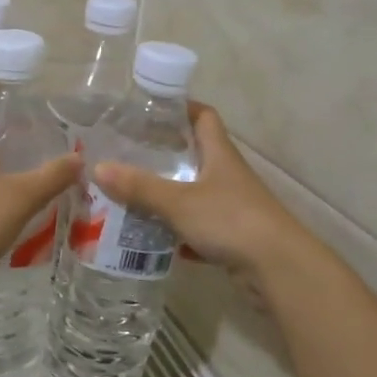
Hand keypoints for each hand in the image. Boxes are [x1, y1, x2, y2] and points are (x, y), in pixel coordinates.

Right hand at [93, 103, 306, 278]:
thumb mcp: (179, 201)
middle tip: (128, 154)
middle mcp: (227, 175)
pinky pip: (199, 227)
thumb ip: (140, 187)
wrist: (278, 268)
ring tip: (131, 195)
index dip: (181, 108)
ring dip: (168, 194)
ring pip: (195, 192)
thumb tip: (98, 167)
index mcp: (219, 154)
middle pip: (196, 154)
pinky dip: (178, 231)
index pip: (203, 117)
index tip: (151, 110)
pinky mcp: (233, 237)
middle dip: (165, 154)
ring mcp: (232, 206)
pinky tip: (154, 237)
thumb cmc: (231, 220)